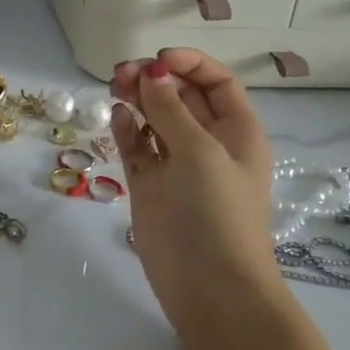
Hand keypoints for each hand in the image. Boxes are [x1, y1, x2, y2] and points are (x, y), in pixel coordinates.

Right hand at [111, 49, 280, 335]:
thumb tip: (151, 72)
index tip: (156, 59)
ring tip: (114, 87)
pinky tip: (117, 117)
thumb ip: (170, 109)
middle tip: (121, 73)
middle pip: (180, 95)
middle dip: (154, 78)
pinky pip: (136, 145)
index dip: (189, 63)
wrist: (210, 289)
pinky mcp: (149, 184)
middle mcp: (208, 142)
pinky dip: (126, 128)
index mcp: (236, 131)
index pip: (215, 82)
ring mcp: (176, 164)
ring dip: (136, 98)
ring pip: (154, 117)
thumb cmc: (217, 213)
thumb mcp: (200, 153)